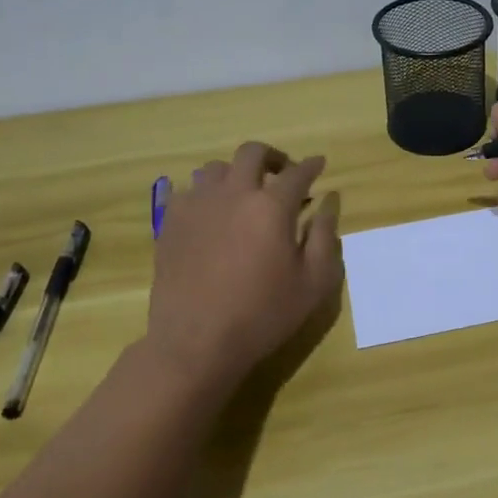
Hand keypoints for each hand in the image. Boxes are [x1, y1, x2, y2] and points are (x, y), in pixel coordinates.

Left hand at [148, 142, 342, 389]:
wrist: (196, 343)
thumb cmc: (263, 315)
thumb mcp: (313, 283)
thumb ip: (324, 237)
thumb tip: (327, 205)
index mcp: (272, 206)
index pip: (298, 172)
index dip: (312, 166)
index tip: (319, 164)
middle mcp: (233, 194)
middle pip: (252, 153)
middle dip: (273, 157)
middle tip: (282, 173)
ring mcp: (197, 206)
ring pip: (215, 168)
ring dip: (235, 174)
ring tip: (243, 194)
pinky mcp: (170, 223)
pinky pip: (187, 192)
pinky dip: (204, 194)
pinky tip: (210, 213)